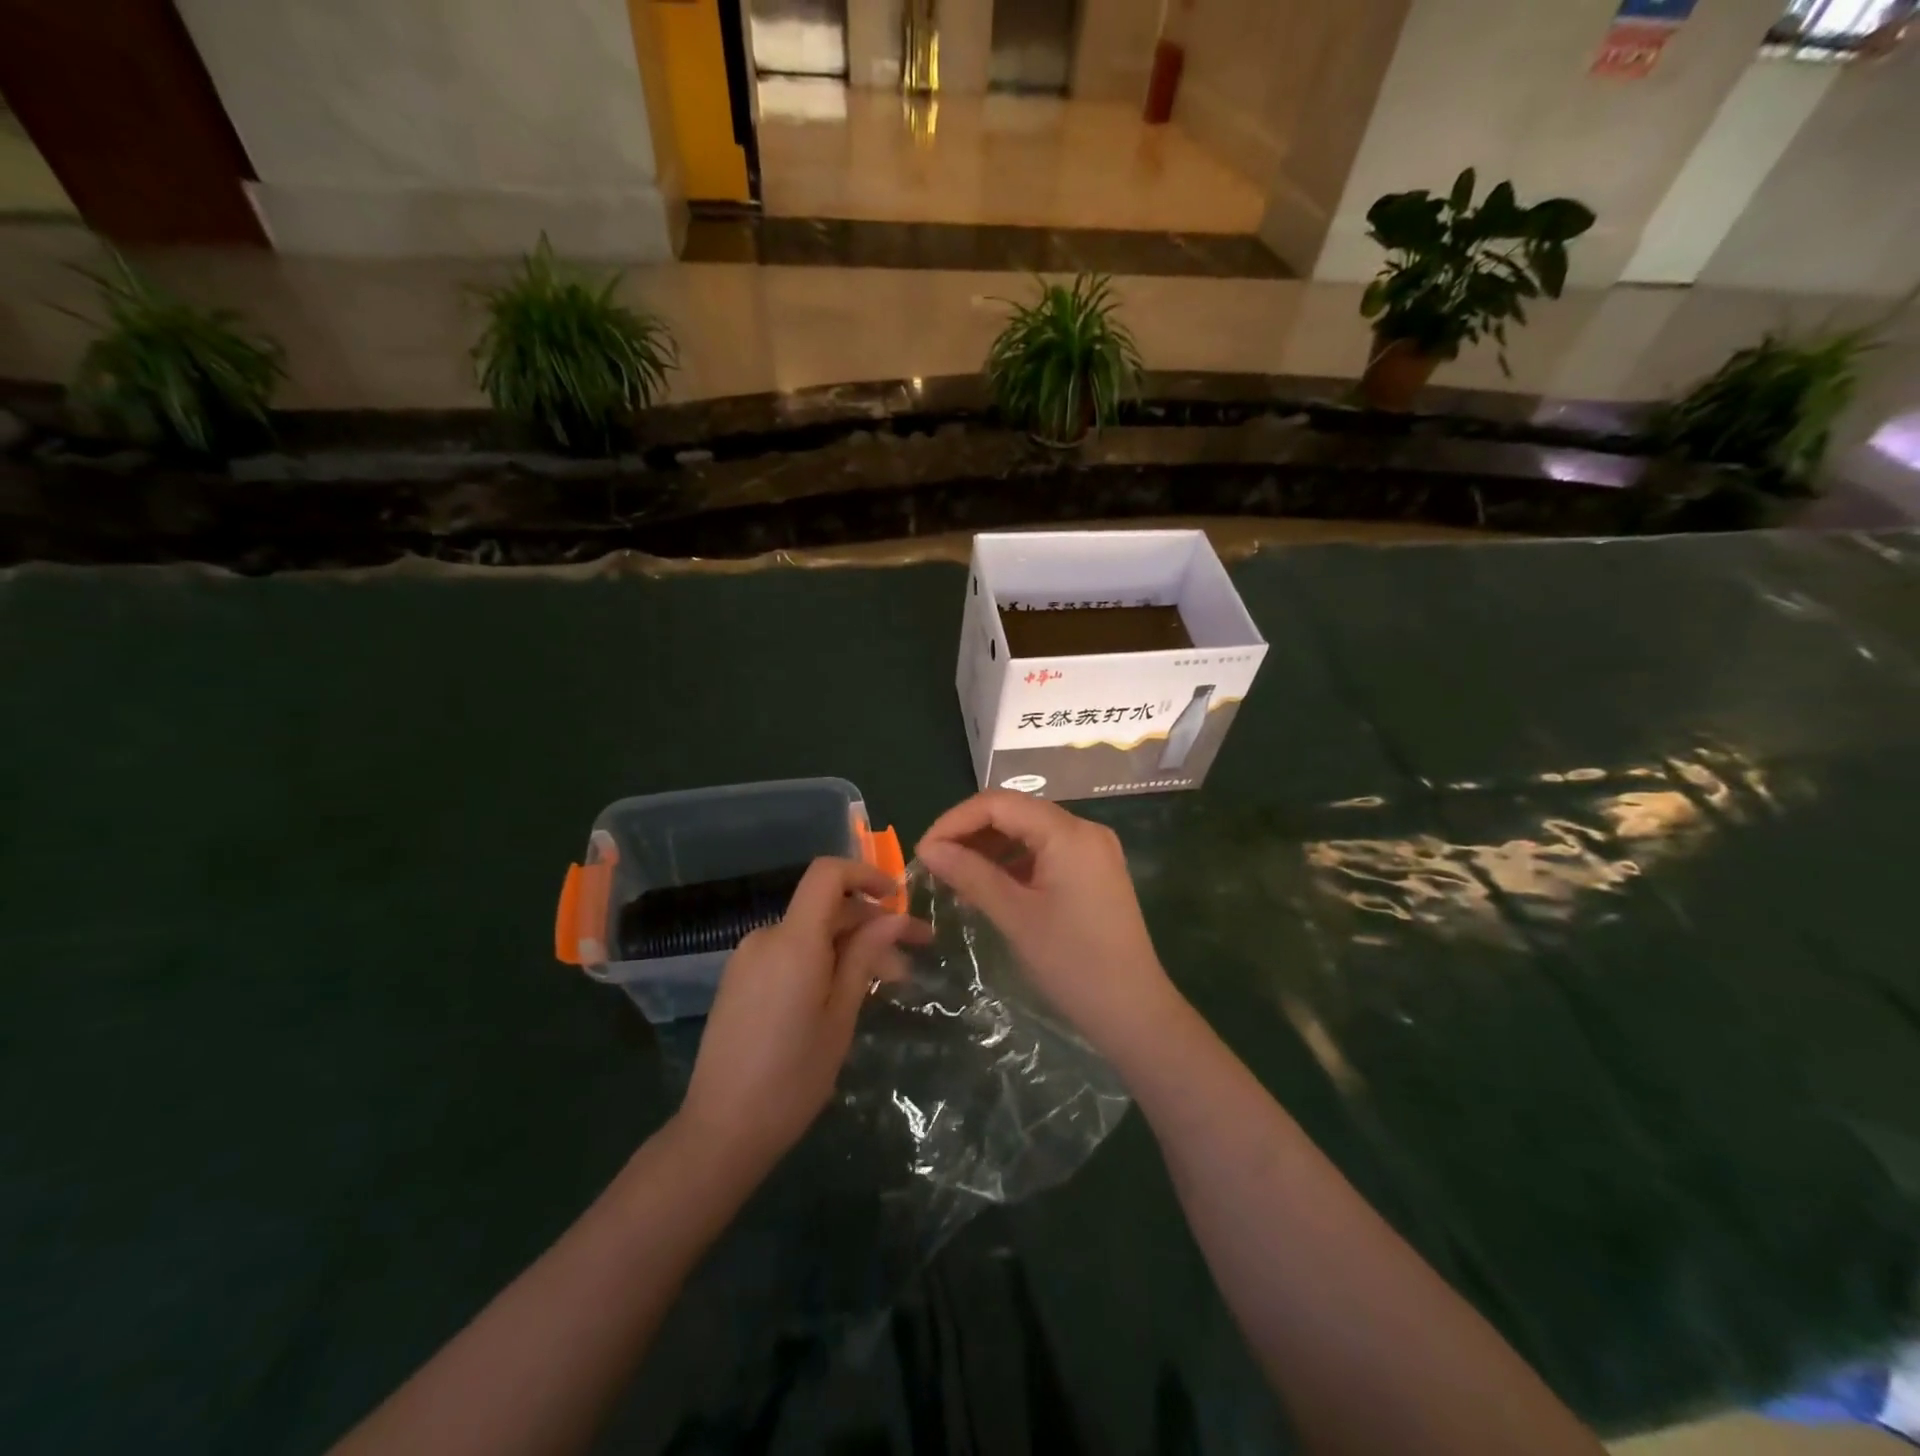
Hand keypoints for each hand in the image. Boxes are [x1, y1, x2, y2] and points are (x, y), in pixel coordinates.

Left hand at [676, 857, 915, 1176]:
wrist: (721, 1132)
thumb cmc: (793, 1078)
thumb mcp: (841, 1016)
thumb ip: (864, 957)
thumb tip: (891, 917)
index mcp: (793, 941)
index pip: (827, 875)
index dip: (865, 875)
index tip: (898, 899)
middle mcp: (766, 937)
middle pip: (825, 908)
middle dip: (871, 924)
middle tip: (914, 955)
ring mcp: (748, 958)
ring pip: (810, 934)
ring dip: (850, 946)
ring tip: (887, 983)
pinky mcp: (740, 980)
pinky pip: (789, 953)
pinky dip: (822, 960)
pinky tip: (844, 992)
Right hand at [916, 791, 1177, 1057]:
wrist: (1134, 1011)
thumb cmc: (1072, 963)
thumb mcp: (1015, 916)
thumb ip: (970, 874)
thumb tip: (928, 849)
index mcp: (1068, 833)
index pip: (999, 804)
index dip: (955, 821)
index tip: (923, 851)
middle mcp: (1084, 829)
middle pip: (1015, 812)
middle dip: (970, 832)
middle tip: (935, 863)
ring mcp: (1092, 850)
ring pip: (1029, 831)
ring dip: (990, 847)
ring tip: (955, 876)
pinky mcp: (1094, 871)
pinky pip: (1045, 852)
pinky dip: (1013, 862)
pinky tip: (988, 885)